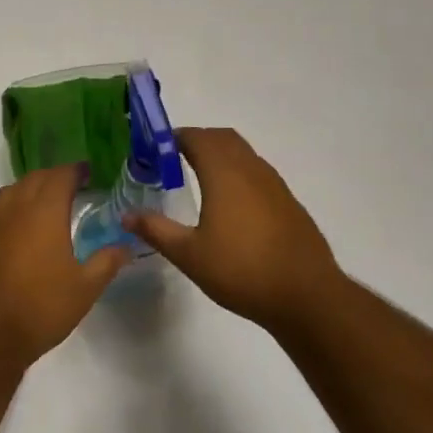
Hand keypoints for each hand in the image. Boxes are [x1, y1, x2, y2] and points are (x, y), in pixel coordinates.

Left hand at [0, 164, 128, 368]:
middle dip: (52, 178)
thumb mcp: (85, 288)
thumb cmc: (40, 308)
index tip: (87, 173)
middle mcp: (14, 209)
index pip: (61, 176)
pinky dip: (7, 217)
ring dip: (27, 192)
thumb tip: (125, 246)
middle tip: (69, 188)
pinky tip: (13, 237)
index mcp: (44, 211)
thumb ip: (106, 262)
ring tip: (41, 207)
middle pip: (33, 179)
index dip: (75, 171)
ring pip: (8, 194)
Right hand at [125, 128, 344, 335]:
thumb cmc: (242, 271)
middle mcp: (250, 169)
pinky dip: (238, 172)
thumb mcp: (190, 255)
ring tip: (199, 178)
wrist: (306, 295)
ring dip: (220, 154)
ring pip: (243, 153)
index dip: (174, 138)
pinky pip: (257, 172)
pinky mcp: (288, 201)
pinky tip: (231, 204)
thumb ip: (156, 230)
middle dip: (197, 140)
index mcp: (224, 173)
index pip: (196, 137)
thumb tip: (126, 215)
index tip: (154, 150)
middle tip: (172, 159)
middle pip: (222, 138)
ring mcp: (274, 184)